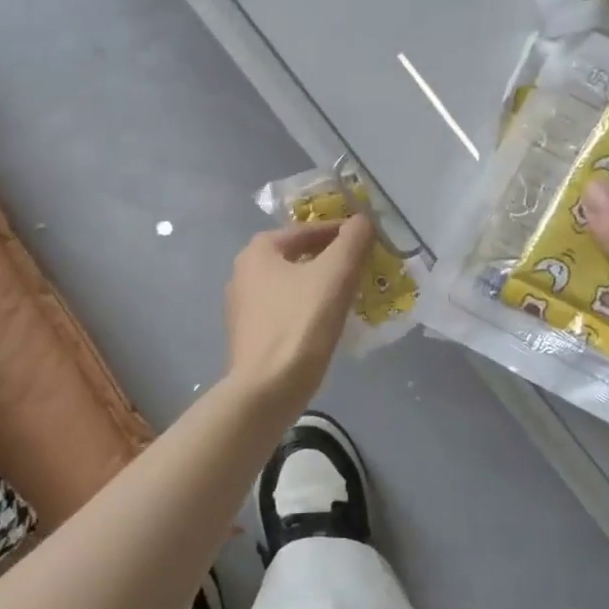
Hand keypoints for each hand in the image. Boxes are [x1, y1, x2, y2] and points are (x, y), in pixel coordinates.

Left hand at [224, 216, 373, 414]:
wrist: (267, 389)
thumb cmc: (301, 324)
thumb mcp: (335, 274)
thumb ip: (352, 240)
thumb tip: (363, 219)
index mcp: (258, 252)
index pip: (306, 230)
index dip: (340, 231)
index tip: (367, 240)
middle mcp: (243, 274)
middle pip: (296, 257)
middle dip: (329, 259)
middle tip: (361, 267)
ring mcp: (242, 308)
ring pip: (290, 286)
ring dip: (319, 286)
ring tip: (350, 295)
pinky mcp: (249, 337)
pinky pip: (284, 312)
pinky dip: (307, 309)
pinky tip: (327, 323)